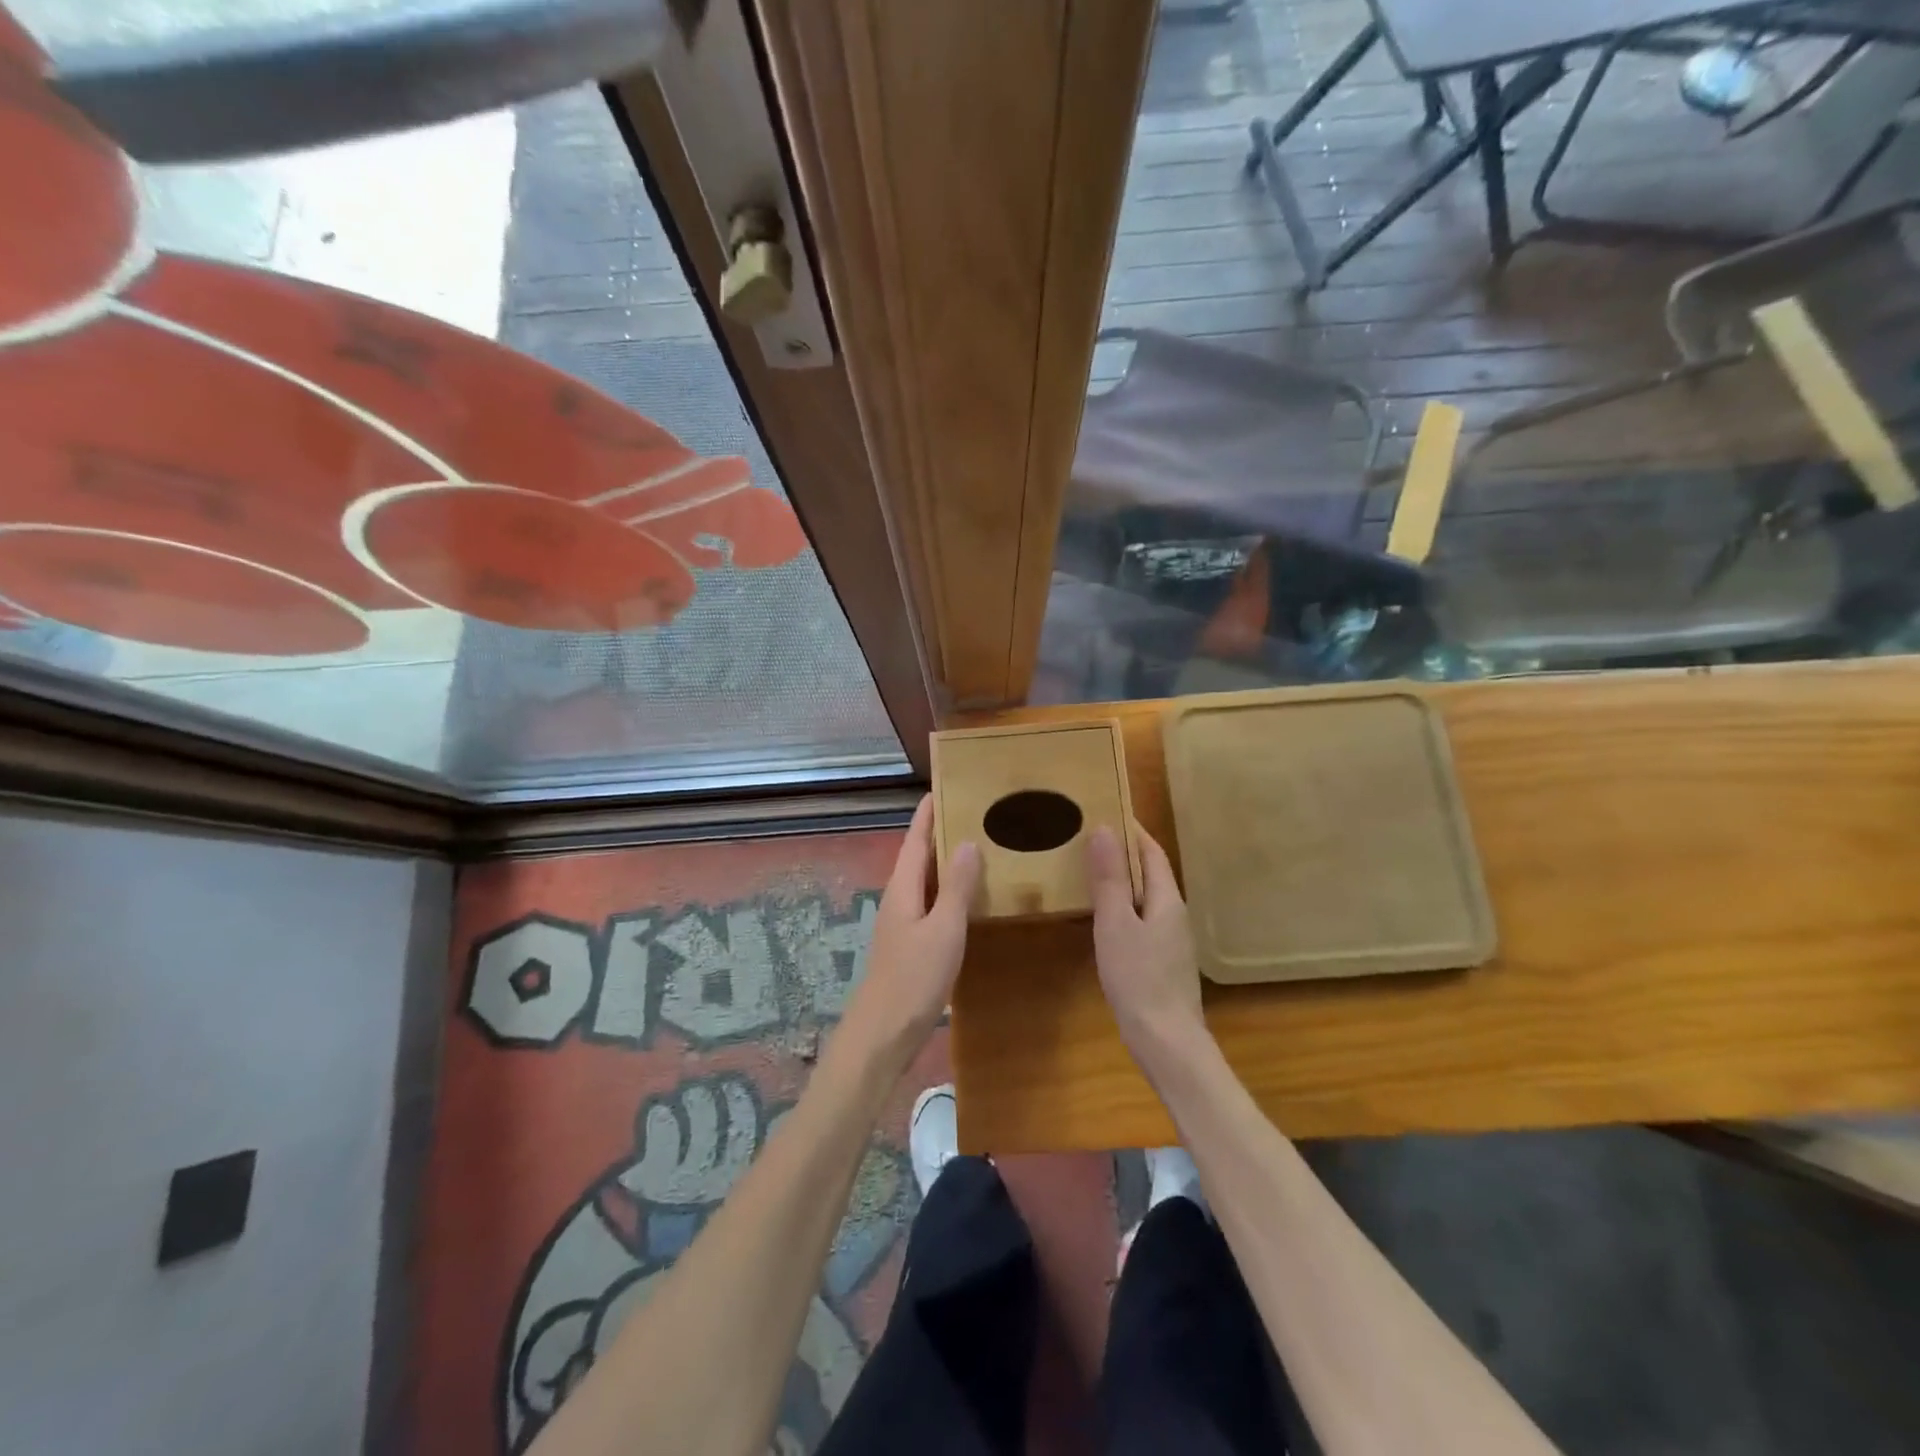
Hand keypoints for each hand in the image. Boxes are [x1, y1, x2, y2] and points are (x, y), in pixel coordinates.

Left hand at [832, 796, 980, 1082]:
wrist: (884, 1032)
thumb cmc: (914, 977)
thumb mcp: (944, 929)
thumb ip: (956, 887)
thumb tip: (967, 841)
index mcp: (904, 887)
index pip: (916, 839)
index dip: (928, 814)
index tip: (943, 787)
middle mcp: (900, 897)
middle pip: (919, 855)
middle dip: (940, 832)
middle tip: (973, 811)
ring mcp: (904, 921)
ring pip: (926, 880)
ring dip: (946, 861)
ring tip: (978, 844)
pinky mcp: (911, 942)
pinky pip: (932, 902)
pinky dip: (949, 889)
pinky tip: (969, 895)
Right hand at [1088, 823, 1205, 1065]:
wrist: (1166, 1041)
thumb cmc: (1139, 977)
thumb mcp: (1116, 923)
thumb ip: (1109, 879)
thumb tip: (1105, 830)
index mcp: (1168, 899)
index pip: (1152, 852)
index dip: (1133, 831)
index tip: (1108, 811)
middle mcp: (1175, 914)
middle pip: (1151, 874)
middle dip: (1125, 854)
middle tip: (1090, 838)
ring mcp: (1172, 940)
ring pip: (1146, 898)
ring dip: (1123, 881)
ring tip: (1091, 871)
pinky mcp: (1163, 961)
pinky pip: (1143, 920)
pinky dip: (1124, 907)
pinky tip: (1104, 918)